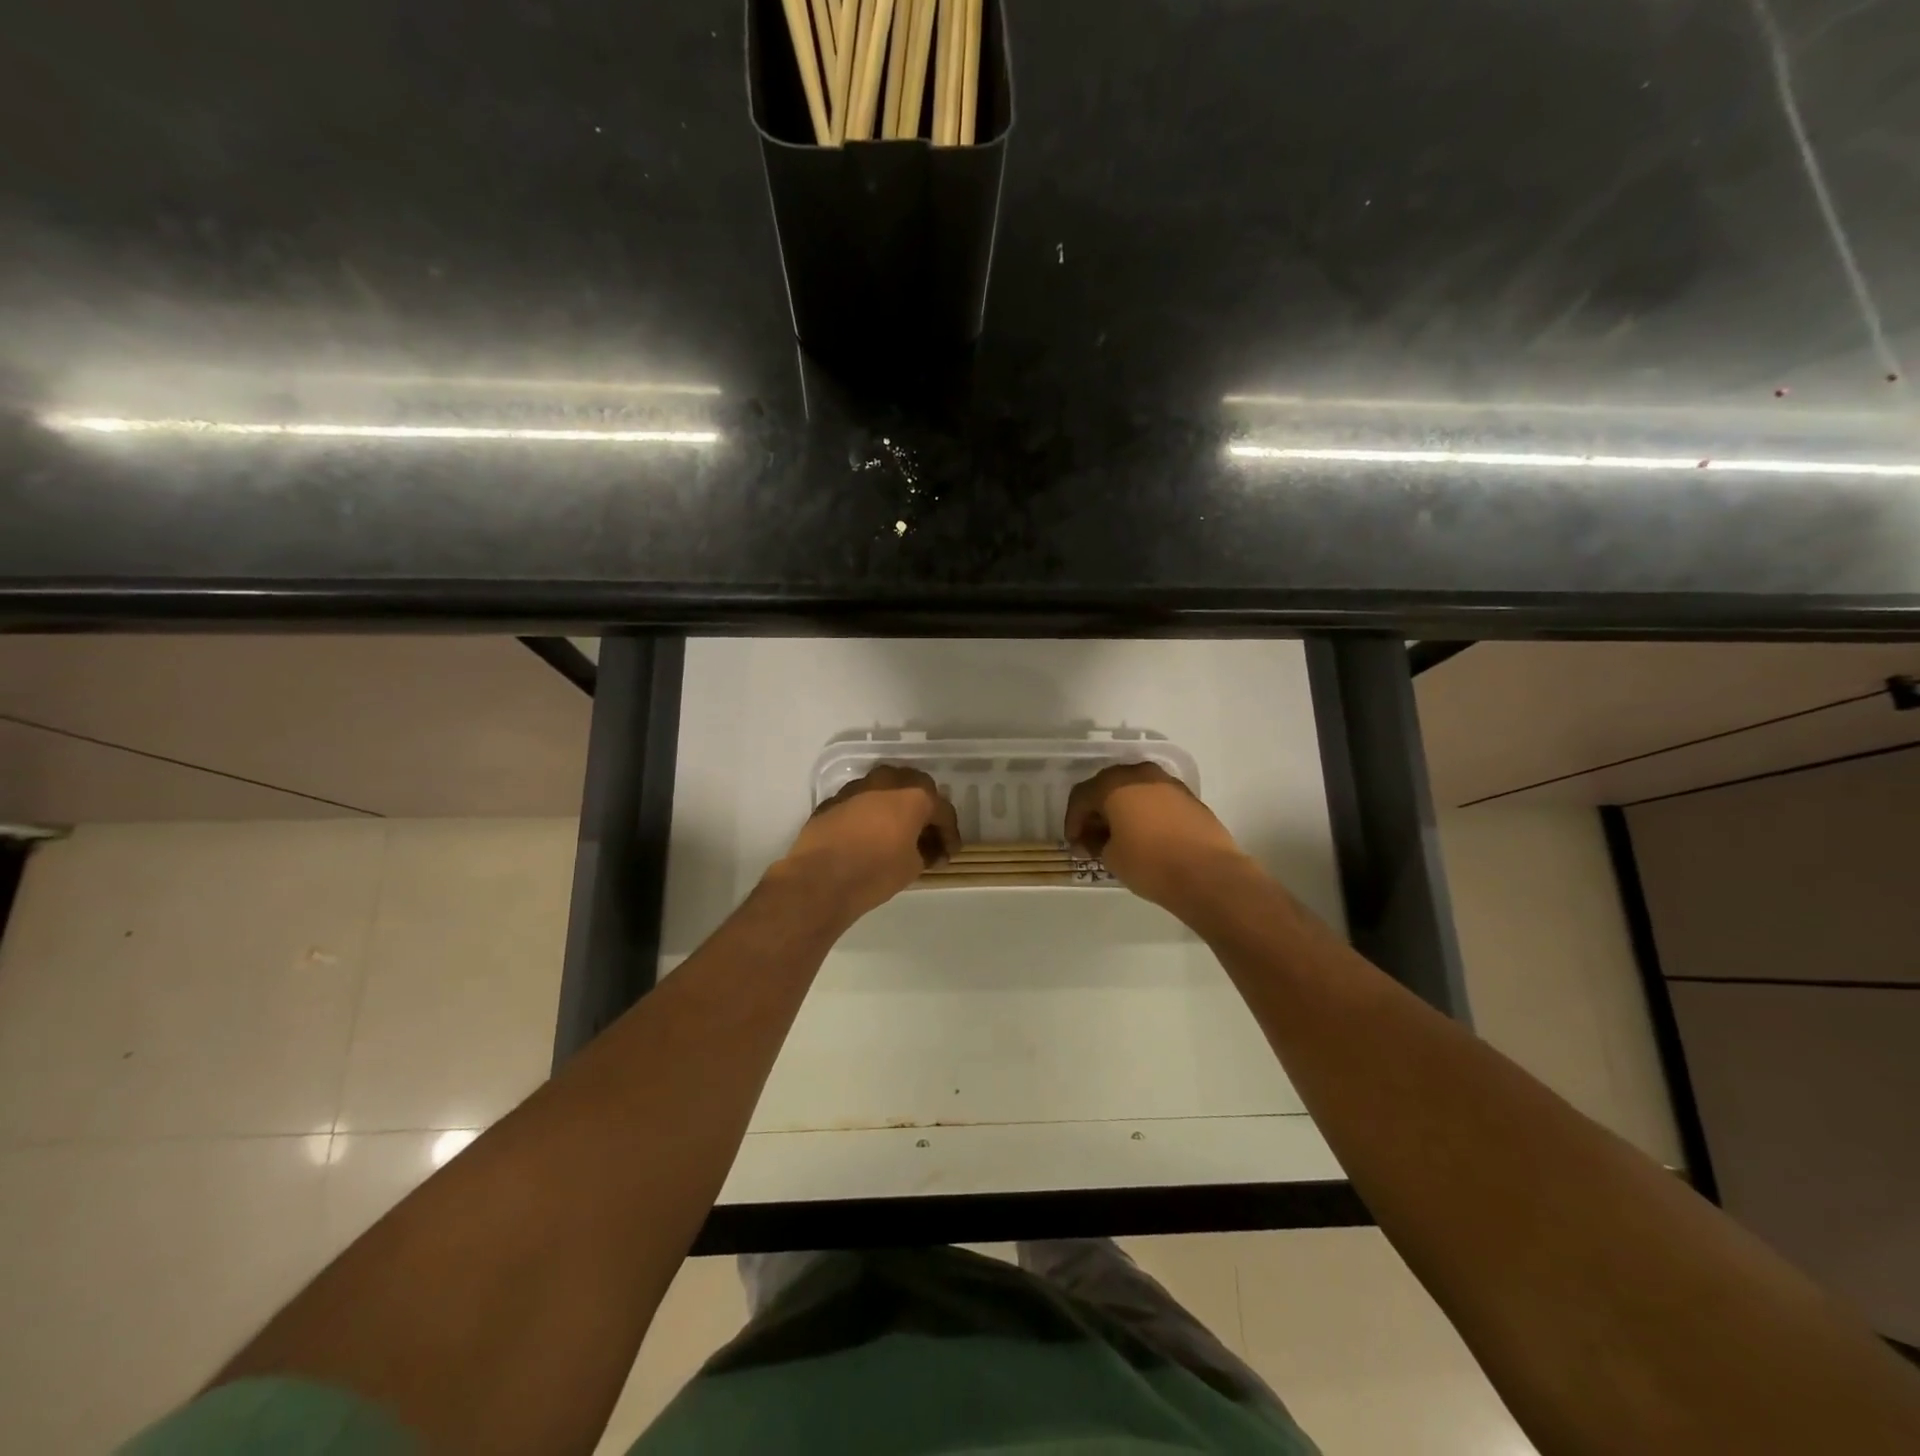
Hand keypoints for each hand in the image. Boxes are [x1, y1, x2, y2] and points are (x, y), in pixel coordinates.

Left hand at [774, 765, 960, 923]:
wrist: (819, 878)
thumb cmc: (875, 871)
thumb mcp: (912, 867)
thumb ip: (925, 851)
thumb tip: (927, 850)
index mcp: (913, 795)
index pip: (942, 809)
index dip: (949, 833)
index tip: (949, 853)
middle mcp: (886, 782)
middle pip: (915, 787)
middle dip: (924, 810)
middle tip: (926, 835)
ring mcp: (856, 788)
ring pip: (885, 789)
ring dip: (896, 807)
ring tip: (898, 833)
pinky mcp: (833, 800)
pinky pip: (861, 801)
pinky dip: (871, 814)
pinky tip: (870, 836)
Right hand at [1064, 762, 1252, 912]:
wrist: (1208, 874)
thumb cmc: (1150, 863)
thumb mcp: (1111, 857)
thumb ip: (1096, 842)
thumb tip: (1094, 839)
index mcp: (1114, 784)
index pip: (1082, 796)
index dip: (1073, 821)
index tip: (1074, 844)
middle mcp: (1140, 774)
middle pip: (1107, 787)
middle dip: (1096, 812)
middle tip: (1092, 839)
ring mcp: (1168, 783)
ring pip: (1134, 790)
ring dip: (1122, 810)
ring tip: (1119, 837)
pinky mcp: (1189, 797)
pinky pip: (1156, 799)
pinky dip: (1144, 812)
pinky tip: (1145, 836)